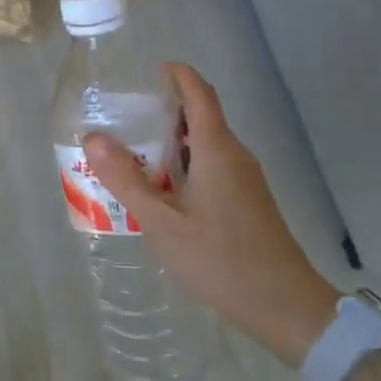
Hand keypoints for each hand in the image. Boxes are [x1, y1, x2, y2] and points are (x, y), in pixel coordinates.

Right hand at [84, 63, 338, 367]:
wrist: (286, 307)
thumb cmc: (221, 259)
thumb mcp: (162, 222)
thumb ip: (126, 180)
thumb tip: (93, 138)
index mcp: (217, 149)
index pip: (199, 92)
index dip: (176, 74)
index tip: (146, 73)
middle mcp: (235, 155)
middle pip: (200, 115)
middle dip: (163, 110)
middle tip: (124, 121)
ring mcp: (246, 179)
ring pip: (206, 143)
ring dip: (171, 141)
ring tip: (133, 156)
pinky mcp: (249, 201)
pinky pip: (213, 165)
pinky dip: (185, 164)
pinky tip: (162, 192)